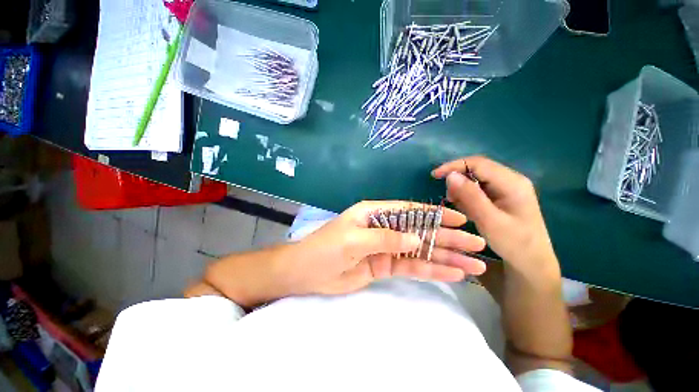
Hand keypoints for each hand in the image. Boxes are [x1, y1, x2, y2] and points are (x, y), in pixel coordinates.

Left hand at [285, 201, 487, 295]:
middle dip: (449, 238)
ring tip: (475, 265)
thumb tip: (416, 238)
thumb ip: (385, 238)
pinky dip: (431, 270)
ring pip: (420, 251)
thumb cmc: (326, 247)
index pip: (410, 210)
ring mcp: (386, 248)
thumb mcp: (354, 239)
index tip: (461, 219)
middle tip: (478, 245)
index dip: (435, 214)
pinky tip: (452, 274)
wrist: (307, 272)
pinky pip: (411, 267)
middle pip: (421, 231)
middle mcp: (384, 228)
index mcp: (375, 213)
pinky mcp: (385, 266)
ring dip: (446, 258)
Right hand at [432, 156, 557, 273]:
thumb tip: (451, 175)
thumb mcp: (489, 220)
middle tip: (449, 198)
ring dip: (462, 189)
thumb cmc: (513, 243)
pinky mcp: (503, 196)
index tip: (435, 176)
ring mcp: (508, 188)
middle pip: (477, 169)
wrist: (532, 262)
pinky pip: (480, 188)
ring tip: (459, 206)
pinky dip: (468, 196)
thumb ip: (470, 196)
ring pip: (476, 178)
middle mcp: (511, 180)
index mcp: (512, 182)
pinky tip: (468, 209)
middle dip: (458, 180)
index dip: (454, 166)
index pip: (478, 163)